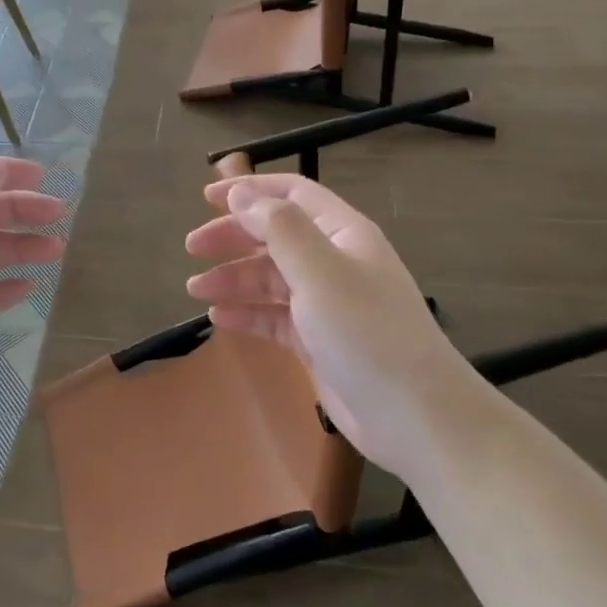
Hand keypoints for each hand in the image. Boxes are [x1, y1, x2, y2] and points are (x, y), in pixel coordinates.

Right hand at [184, 174, 462, 474]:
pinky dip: (247, 313)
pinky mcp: (318, 341)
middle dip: (233, 236)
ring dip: (233, 278)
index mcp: (343, 233)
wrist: (414, 417)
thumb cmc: (367, 332)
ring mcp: (327, 303)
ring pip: (270, 278)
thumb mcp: (320, 271)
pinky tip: (218, 318)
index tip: (206, 198)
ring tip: (195, 289)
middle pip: (275, 235)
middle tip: (192, 248)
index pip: (292, 195)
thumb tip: (241, 195)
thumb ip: (278, 228)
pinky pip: (274, 316)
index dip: (250, 190)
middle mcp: (334, 261)